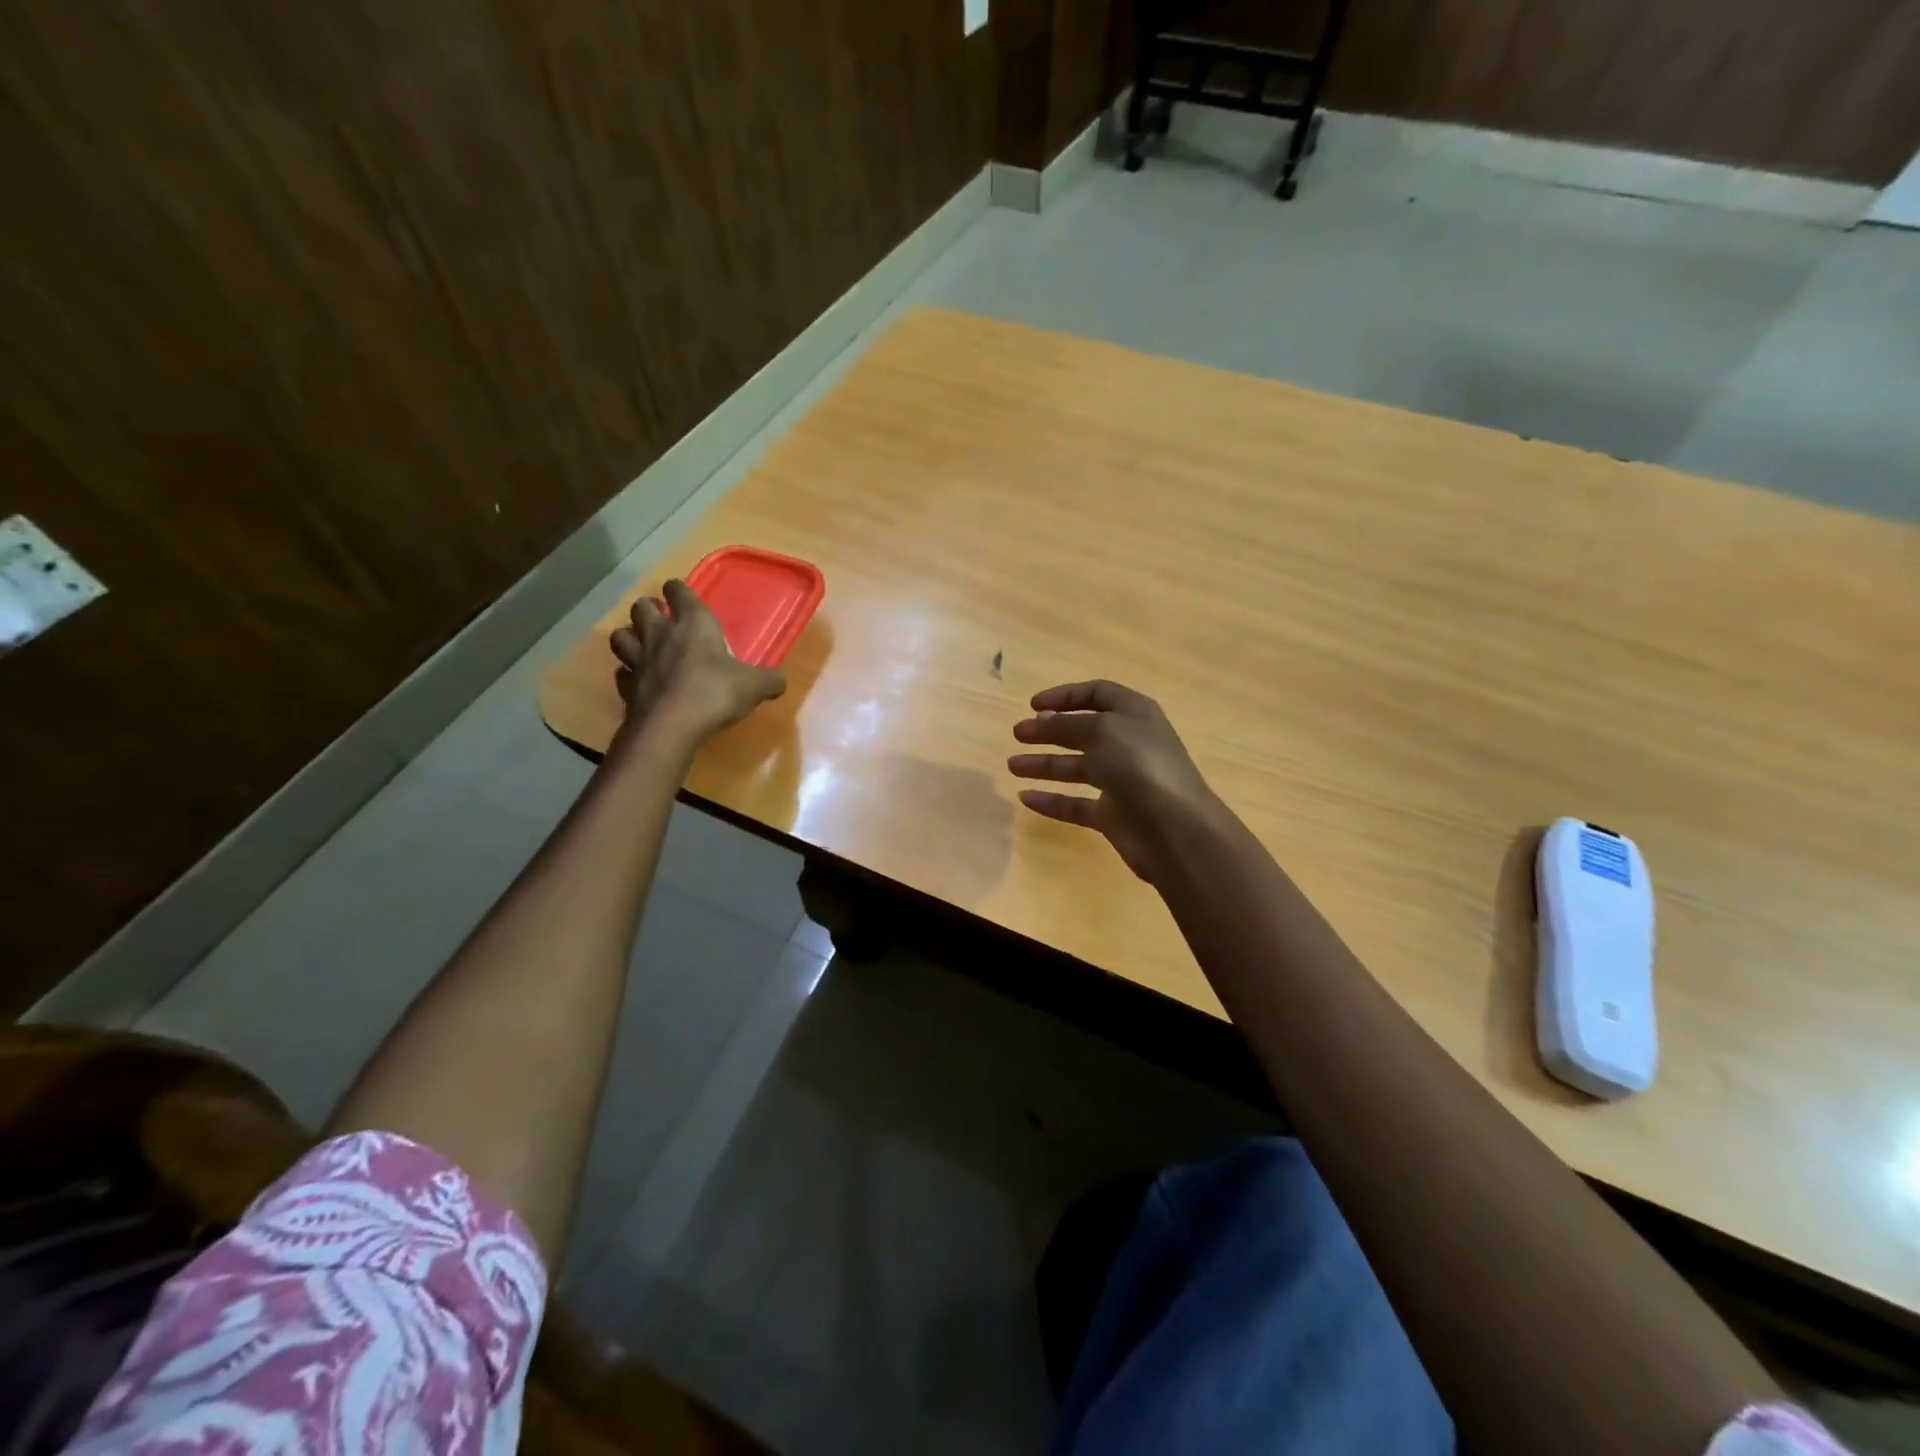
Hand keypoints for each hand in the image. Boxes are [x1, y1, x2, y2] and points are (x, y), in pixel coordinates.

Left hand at [609, 579, 784, 742]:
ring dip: (630, 636)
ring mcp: (638, 660)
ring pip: (621, 635)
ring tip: (641, 644)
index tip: (680, 592)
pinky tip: (638, 679)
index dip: (679, 590)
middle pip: (641, 608)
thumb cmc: (715, 693)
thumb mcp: (755, 686)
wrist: (671, 726)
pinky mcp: (626, 687)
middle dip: (649, 609)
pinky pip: (621, 672)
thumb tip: (780, 681)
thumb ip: (769, 680)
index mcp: (694, 624)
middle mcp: (661, 634)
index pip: (679, 591)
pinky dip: (628, 673)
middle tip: (660, 618)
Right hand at [1008, 680, 1221, 883]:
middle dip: (1048, 730)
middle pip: (1083, 731)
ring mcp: (1121, 781)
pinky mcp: (1113, 815)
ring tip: (1012, 765)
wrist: (1175, 829)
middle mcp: (1128, 744)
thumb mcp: (1100, 731)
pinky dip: (1052, 800)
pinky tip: (1026, 798)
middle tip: (1017, 734)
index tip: (1032, 705)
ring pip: (1076, 767)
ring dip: (1044, 763)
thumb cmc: (1140, 766)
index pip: (1097, 694)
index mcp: (1134, 714)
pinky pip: (1076, 804)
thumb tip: (1040, 720)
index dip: (1065, 696)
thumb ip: (1066, 724)